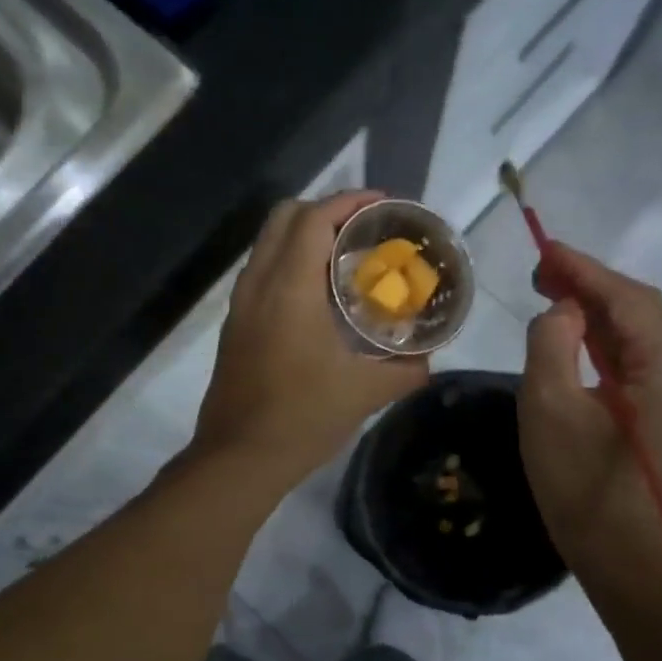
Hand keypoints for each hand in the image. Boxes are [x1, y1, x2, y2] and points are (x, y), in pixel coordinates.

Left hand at [191, 191, 427, 487]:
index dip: (350, 201)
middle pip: (285, 218)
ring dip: (303, 237)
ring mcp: (240, 306)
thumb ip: (405, 371)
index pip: (315, 218)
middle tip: (364, 230)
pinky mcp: (234, 328)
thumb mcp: (365, 394)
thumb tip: (428, 359)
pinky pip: (261, 274)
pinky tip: (316, 298)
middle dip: (326, 210)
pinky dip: (288, 264)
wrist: (238, 458)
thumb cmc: (302, 419)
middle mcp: (258, 285)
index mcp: (289, 288)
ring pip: (268, 245)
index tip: (383, 206)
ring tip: (344, 259)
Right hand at [517, 244, 661, 568]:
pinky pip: (641, 358)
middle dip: (592, 287)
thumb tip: (563, 311)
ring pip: (643, 332)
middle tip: (542, 272)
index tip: (545, 249)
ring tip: (552, 294)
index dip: (585, 271)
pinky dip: (608, 340)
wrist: (616, 549)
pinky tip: (577, 332)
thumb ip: (552, 342)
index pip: (629, 301)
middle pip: (642, 310)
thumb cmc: (577, 481)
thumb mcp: (549, 406)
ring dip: (598, 311)